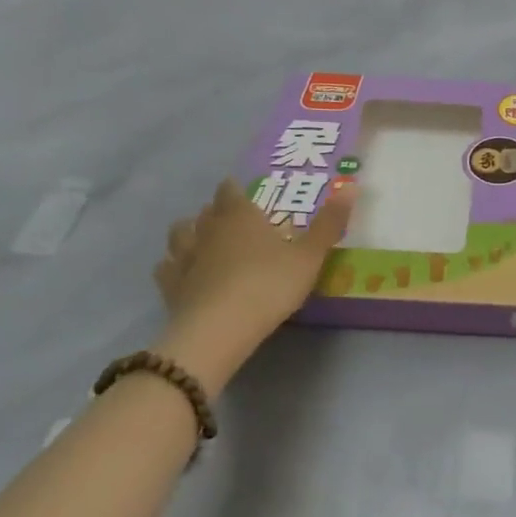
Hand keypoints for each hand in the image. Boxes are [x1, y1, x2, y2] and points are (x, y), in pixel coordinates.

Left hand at [152, 176, 356, 390]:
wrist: (219, 331)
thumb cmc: (269, 285)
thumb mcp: (309, 256)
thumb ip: (329, 223)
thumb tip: (350, 185)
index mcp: (241, 216)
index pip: (230, 192)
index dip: (234, 190)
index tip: (241, 191)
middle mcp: (209, 230)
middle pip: (206, 211)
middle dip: (215, 210)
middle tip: (230, 217)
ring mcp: (186, 259)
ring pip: (180, 235)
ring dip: (188, 232)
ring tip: (200, 239)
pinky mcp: (171, 289)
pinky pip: (165, 268)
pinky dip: (172, 265)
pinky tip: (181, 272)